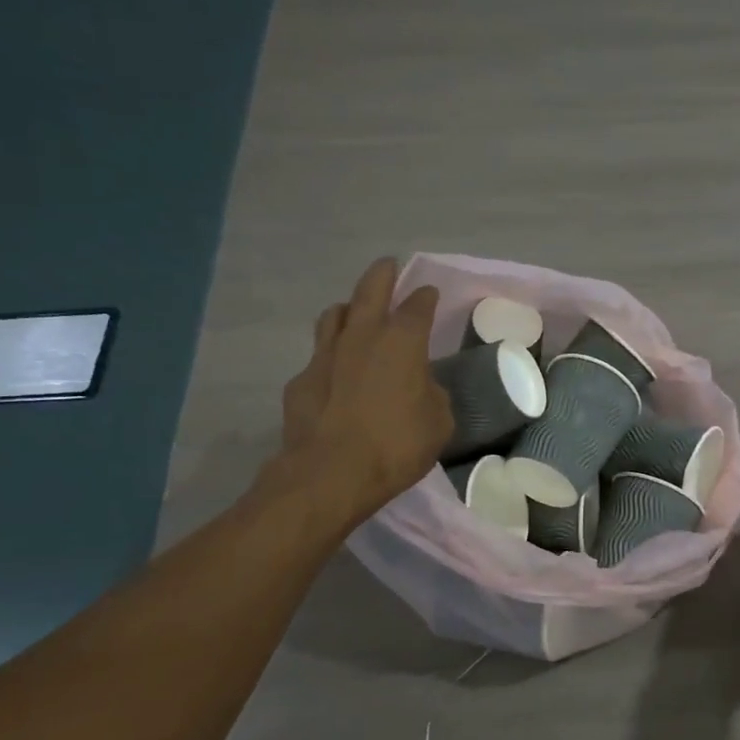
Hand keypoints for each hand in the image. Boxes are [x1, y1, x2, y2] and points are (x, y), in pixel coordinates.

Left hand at [261, 257, 451, 526]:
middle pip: (370, 290)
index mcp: (402, 343)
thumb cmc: (397, 445)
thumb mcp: (438, 423)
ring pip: (334, 315)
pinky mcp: (301, 381)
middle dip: (382, 274)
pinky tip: (335, 373)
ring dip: (348, 308)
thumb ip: (433, 396)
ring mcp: (325, 356)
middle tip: (388, 266)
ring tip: (355, 312)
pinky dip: (330, 356)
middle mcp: (362, 337)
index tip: (429, 293)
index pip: (417, 306)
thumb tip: (422, 388)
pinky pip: (318, 357)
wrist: (331, 474)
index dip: (425, 297)